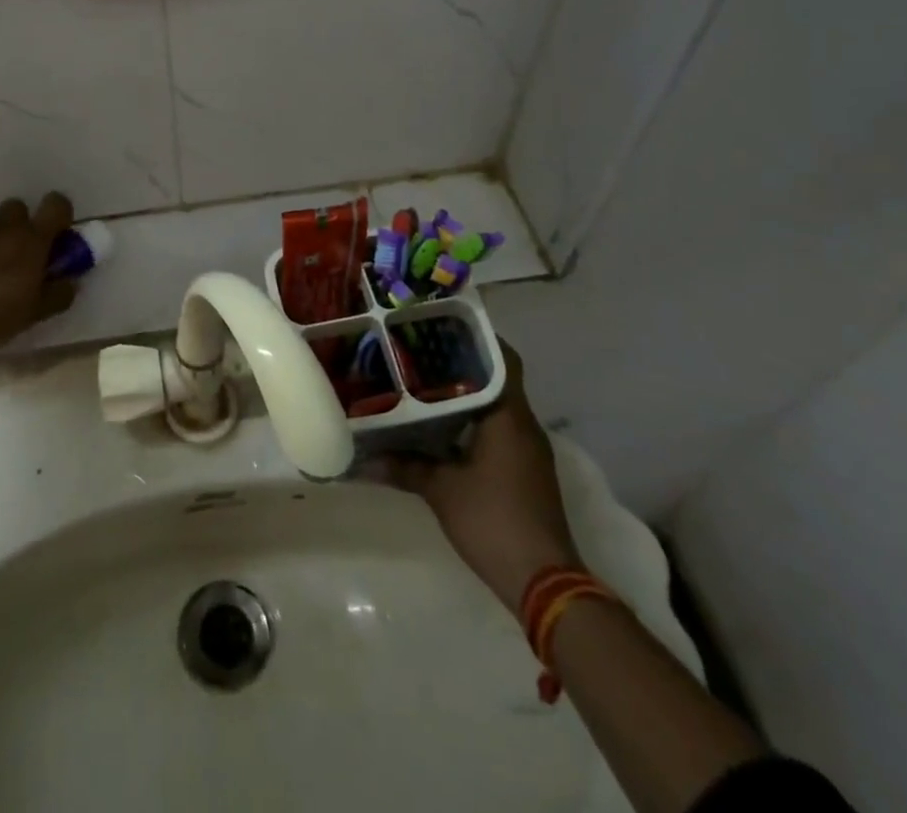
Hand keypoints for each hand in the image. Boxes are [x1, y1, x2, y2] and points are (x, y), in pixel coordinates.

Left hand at [0, 192, 78, 358]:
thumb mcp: (34, 315)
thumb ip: (58, 294)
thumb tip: (70, 282)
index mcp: (30, 241)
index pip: (56, 205)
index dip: (59, 213)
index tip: (56, 233)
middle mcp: (0, 229)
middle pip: (16, 208)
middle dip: (18, 226)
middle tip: (15, 259)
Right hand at [386, 344, 580, 612]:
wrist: (545, 582)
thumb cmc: (494, 521)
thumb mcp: (441, 490)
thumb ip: (403, 466)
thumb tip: (362, 458)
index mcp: (509, 416)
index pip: (502, 358)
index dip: (475, 337)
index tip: (441, 324)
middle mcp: (523, 425)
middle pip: (496, 378)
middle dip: (461, 363)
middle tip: (419, 350)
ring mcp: (528, 449)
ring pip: (495, 404)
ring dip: (465, 393)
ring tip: (421, 381)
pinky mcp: (524, 470)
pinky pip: (497, 428)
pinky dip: (471, 419)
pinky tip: (439, 424)